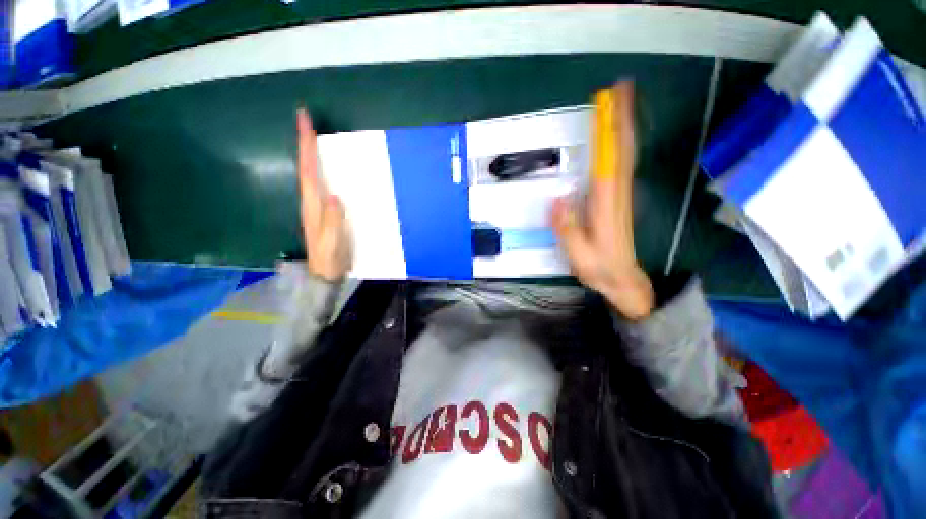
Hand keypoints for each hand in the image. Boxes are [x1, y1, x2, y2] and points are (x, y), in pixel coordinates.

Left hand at [297, 108, 351, 280]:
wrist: (325, 273)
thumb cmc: (330, 258)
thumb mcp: (332, 242)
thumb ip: (332, 221)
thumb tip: (334, 196)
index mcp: (313, 205)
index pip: (308, 170)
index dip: (306, 146)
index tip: (303, 120)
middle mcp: (312, 201)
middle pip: (307, 168)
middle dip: (306, 144)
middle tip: (307, 122)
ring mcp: (318, 207)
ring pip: (313, 175)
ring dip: (312, 155)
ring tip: (317, 138)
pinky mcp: (326, 212)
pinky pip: (322, 185)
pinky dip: (322, 171)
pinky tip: (330, 169)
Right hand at [551, 82, 654, 319]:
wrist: (623, 279)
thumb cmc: (599, 268)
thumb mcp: (578, 254)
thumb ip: (567, 227)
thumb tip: (559, 197)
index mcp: (606, 205)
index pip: (610, 161)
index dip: (611, 131)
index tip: (610, 103)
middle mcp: (617, 194)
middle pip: (622, 150)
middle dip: (622, 118)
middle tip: (619, 89)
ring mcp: (620, 196)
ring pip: (624, 156)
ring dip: (623, 128)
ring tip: (618, 104)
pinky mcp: (618, 200)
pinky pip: (620, 167)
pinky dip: (620, 147)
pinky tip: (614, 139)